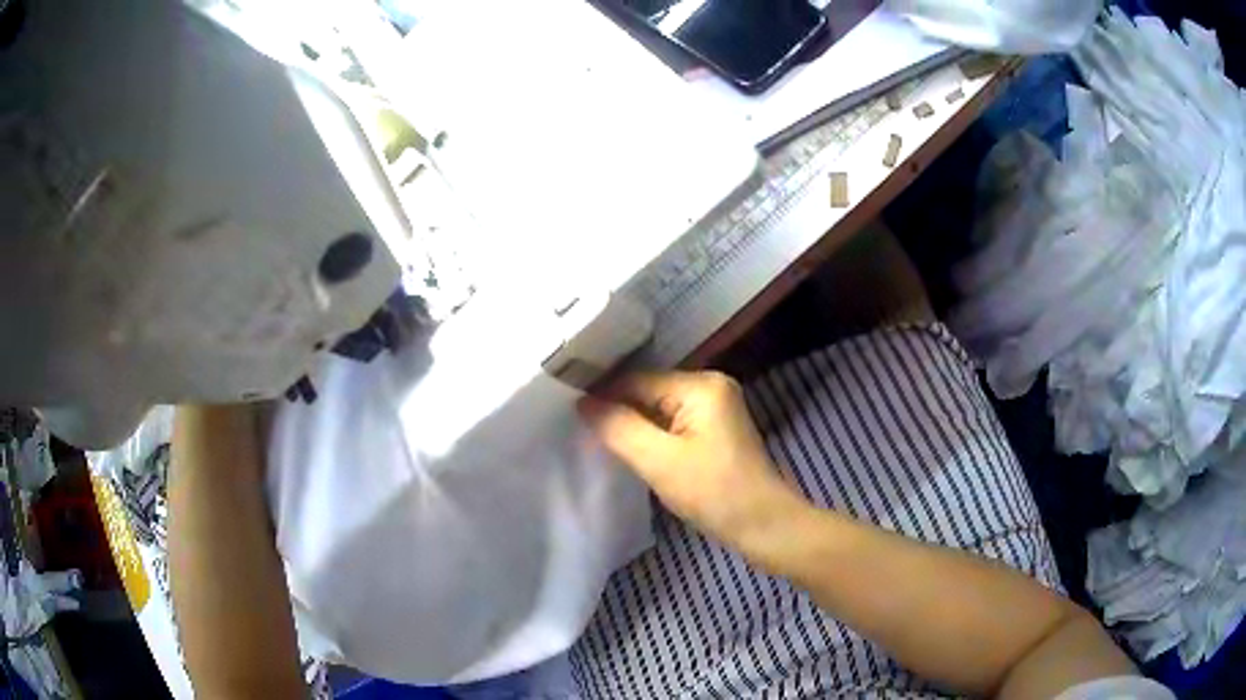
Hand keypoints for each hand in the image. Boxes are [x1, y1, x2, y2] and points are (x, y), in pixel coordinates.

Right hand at [577, 371, 805, 545]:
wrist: (764, 526)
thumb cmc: (714, 493)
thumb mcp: (659, 461)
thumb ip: (618, 427)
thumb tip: (582, 402)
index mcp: (701, 384)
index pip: (636, 380)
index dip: (602, 395)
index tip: (567, 410)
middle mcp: (710, 385)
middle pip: (647, 392)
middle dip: (617, 411)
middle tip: (577, 427)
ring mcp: (715, 408)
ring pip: (657, 409)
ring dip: (632, 425)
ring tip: (595, 438)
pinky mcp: (714, 430)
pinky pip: (671, 424)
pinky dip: (651, 436)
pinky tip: (629, 448)